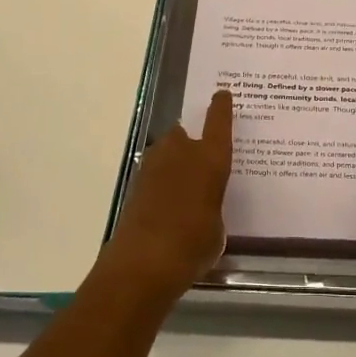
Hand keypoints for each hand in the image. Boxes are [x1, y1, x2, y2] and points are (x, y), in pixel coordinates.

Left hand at [101, 90, 233, 298]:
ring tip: (183, 184)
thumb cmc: (193, 244)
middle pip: (183, 134)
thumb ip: (212, 208)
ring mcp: (153, 168)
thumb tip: (203, 206)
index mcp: (210, 159)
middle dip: (189, 141)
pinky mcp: (134, 187)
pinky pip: (153, 175)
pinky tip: (167, 203)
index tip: (222, 94)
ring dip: (172, 162)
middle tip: (199, 158)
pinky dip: (160, 183)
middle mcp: (181, 154)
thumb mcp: (217, 229)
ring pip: (165, 152)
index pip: (218, 123)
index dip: (221, 108)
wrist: (143, 262)